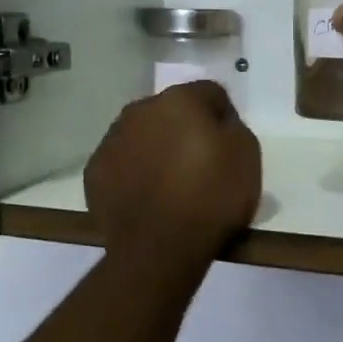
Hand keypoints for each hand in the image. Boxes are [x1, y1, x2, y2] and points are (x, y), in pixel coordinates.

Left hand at [84, 81, 261, 255]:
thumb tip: (218, 123)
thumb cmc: (211, 198)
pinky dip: (134, 173)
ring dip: (156, 149)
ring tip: (171, 184)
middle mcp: (140, 110)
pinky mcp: (95, 171)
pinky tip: (147, 197)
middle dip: (185, 129)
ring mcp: (112, 140)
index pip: (210, 93)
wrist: (159, 248)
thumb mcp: (247, 156)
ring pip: (142, 135)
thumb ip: (233, 127)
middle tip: (200, 163)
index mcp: (180, 100)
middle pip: (171, 111)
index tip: (229, 144)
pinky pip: (121, 163)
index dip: (223, 116)